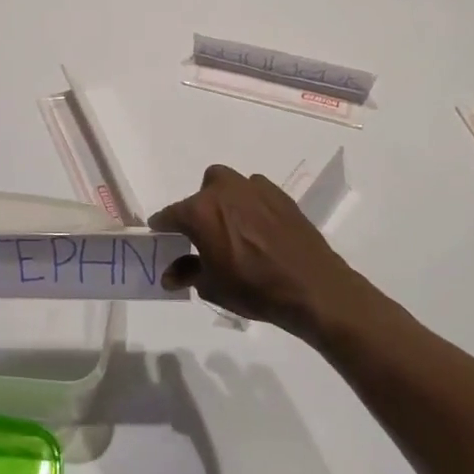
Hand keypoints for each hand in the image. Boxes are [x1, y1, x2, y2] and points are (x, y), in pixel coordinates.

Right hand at [149, 164, 381, 339]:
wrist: (312, 287)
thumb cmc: (254, 288)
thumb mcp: (212, 286)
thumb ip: (187, 273)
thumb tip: (170, 275)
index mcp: (200, 211)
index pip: (170, 215)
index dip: (163, 226)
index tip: (160, 234)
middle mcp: (224, 191)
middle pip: (201, 192)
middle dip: (198, 208)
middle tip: (204, 234)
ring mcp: (254, 189)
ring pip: (229, 185)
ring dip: (225, 201)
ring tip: (233, 229)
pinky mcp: (280, 195)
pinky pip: (255, 192)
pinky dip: (251, 204)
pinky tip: (258, 229)